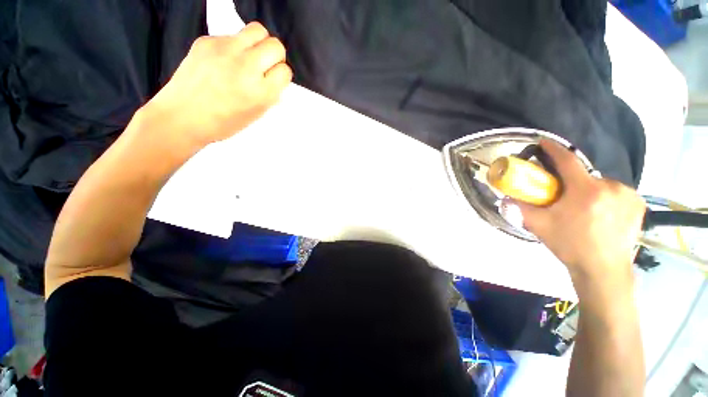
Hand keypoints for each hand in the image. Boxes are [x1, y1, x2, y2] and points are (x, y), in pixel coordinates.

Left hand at [142, 22, 291, 148]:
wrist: (182, 116)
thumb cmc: (222, 122)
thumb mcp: (256, 114)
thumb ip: (269, 95)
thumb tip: (275, 80)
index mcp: (260, 92)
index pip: (285, 71)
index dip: (281, 75)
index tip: (274, 80)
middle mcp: (245, 67)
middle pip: (276, 46)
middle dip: (275, 56)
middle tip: (266, 66)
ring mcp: (225, 49)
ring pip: (257, 30)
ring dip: (260, 43)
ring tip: (250, 57)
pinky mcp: (207, 40)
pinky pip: (232, 35)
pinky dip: (235, 47)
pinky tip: (225, 61)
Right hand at [518, 140, 645, 287]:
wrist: (603, 269)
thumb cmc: (570, 246)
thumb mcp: (539, 226)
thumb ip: (520, 209)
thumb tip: (504, 197)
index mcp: (586, 191)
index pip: (568, 161)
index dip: (554, 150)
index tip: (544, 142)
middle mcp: (611, 187)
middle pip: (585, 175)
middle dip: (572, 182)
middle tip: (563, 196)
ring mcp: (628, 195)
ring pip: (601, 184)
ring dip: (589, 190)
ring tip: (583, 208)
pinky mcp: (638, 203)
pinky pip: (616, 192)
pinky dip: (605, 196)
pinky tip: (601, 212)